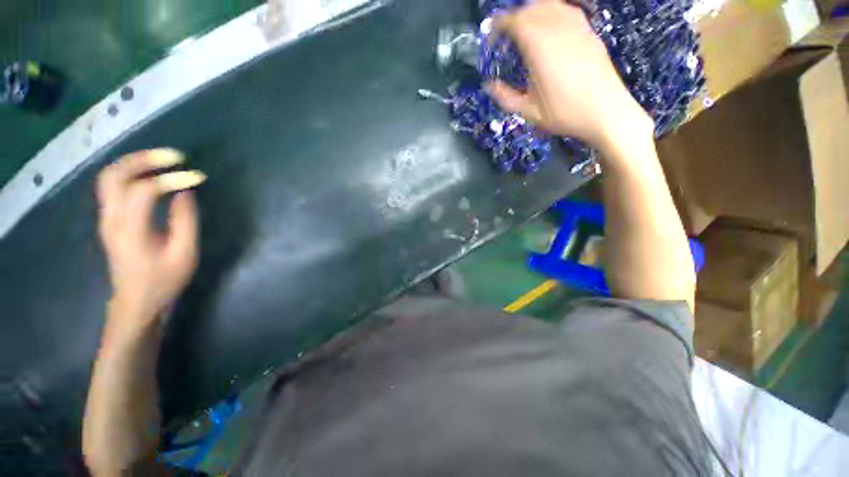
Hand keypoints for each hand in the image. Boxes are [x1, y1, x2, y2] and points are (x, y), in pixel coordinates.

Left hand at [96, 149, 204, 332]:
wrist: (136, 301)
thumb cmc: (163, 280)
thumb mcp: (184, 254)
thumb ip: (185, 221)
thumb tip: (185, 192)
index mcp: (130, 229)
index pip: (145, 190)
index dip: (172, 179)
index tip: (197, 177)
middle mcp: (111, 218)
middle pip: (114, 175)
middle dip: (143, 159)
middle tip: (173, 156)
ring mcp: (106, 218)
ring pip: (109, 177)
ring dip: (134, 163)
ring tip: (161, 160)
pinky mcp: (110, 219)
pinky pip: (113, 186)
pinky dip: (130, 173)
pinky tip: (150, 175)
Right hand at [486, 0, 652, 151]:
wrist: (606, 112)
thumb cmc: (565, 114)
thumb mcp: (528, 112)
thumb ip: (505, 97)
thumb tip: (489, 85)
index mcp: (540, 48)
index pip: (515, 22)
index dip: (499, 25)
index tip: (491, 37)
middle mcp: (558, 29)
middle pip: (531, 8)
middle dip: (513, 17)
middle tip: (504, 35)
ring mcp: (577, 27)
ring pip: (549, 4)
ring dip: (532, 12)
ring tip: (524, 29)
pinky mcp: (589, 31)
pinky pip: (566, 10)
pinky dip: (551, 12)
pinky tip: (548, 28)